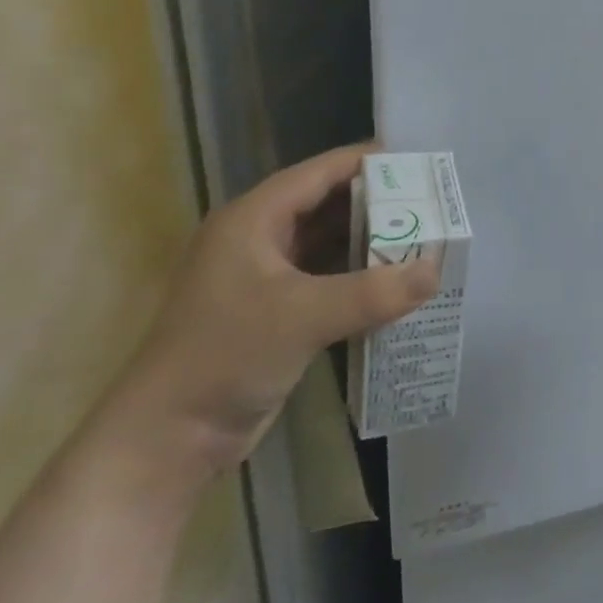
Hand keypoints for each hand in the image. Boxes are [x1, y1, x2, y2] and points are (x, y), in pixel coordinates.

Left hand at [103, 142, 437, 488]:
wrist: (166, 440)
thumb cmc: (225, 357)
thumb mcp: (302, 317)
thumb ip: (373, 292)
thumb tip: (436, 271)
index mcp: (254, 219)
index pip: (320, 172)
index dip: (369, 161)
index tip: (420, 161)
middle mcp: (260, 238)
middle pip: (329, 204)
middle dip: (380, 202)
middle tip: (432, 202)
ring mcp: (267, 276)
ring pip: (330, 241)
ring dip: (373, 240)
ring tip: (425, 235)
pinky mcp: (276, 311)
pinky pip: (328, 277)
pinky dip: (361, 275)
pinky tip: (397, 280)